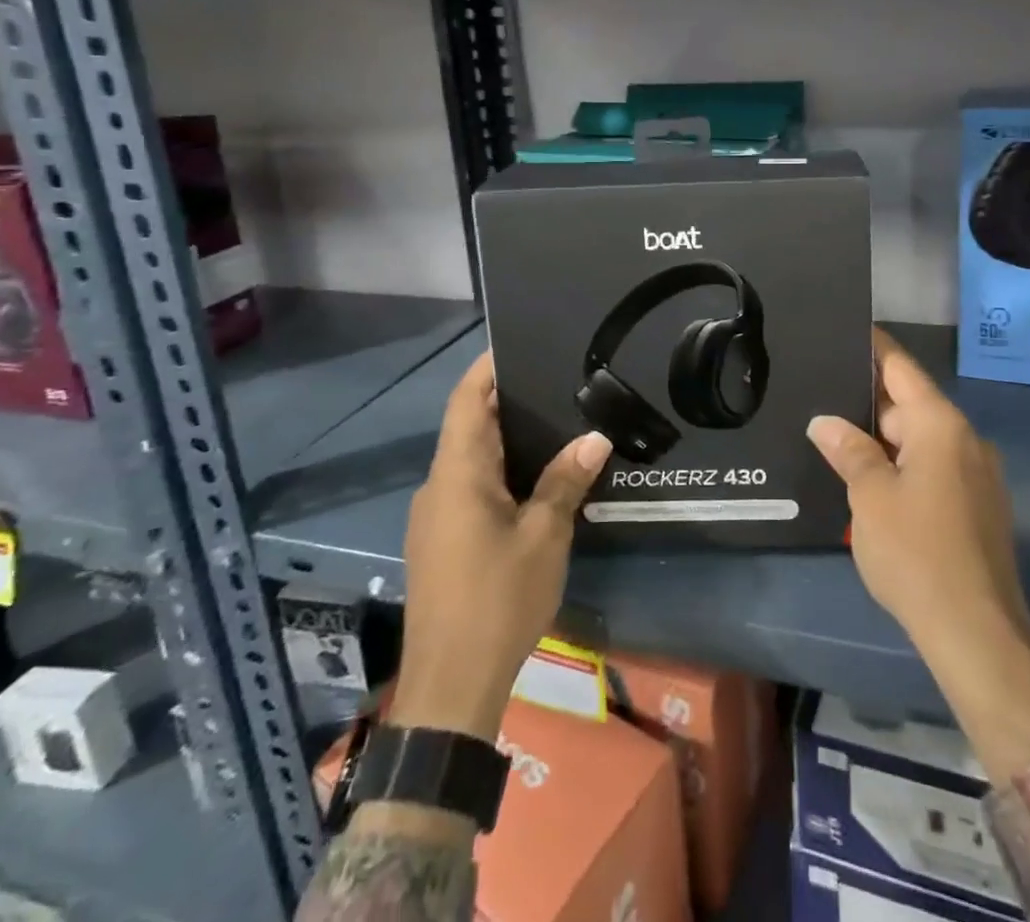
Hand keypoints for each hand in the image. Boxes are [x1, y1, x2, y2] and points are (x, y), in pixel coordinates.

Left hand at [387, 350, 612, 742]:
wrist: (451, 686)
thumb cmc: (498, 599)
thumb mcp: (544, 536)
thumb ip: (566, 480)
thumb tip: (594, 437)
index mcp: (457, 474)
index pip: (466, 399)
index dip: (488, 367)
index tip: (521, 344)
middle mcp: (438, 485)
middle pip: (468, 424)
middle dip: (506, 400)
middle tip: (556, 381)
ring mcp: (434, 515)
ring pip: (469, 458)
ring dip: (504, 437)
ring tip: (554, 422)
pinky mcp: (440, 541)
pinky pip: (468, 486)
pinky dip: (498, 469)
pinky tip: (534, 478)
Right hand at [808, 329, 1029, 783]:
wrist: (977, 636)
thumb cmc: (917, 553)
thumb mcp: (870, 496)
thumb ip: (848, 449)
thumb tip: (825, 422)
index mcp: (941, 425)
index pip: (901, 368)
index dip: (873, 347)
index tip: (845, 330)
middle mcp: (967, 440)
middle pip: (910, 405)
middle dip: (868, 402)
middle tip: (822, 394)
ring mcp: (978, 475)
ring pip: (921, 440)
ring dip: (883, 438)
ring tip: (837, 436)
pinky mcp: (979, 508)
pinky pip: (935, 468)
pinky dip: (903, 465)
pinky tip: (871, 480)